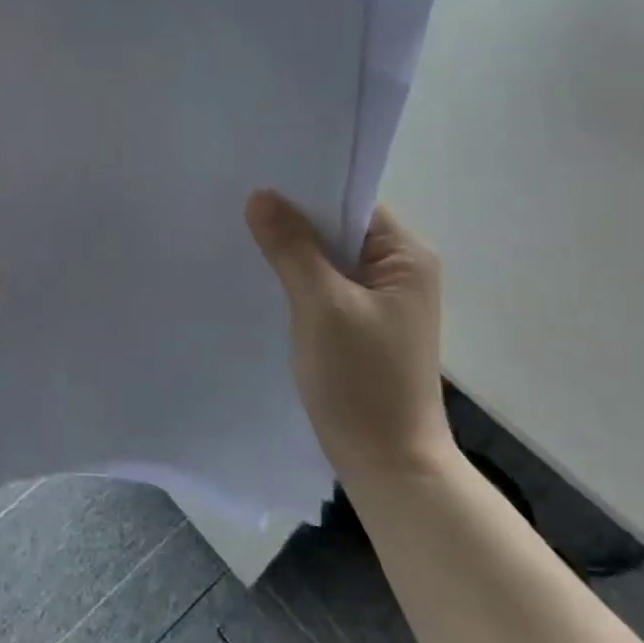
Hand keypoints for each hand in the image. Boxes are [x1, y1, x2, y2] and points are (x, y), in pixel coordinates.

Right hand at [247, 191, 451, 479]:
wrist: (387, 465)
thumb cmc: (362, 380)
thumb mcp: (322, 305)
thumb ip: (292, 247)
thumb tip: (261, 195)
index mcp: (405, 257)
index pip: (352, 201)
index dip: (306, 189)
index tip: (257, 177)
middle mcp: (397, 271)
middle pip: (337, 228)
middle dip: (292, 219)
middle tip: (238, 201)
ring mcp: (379, 301)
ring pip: (327, 258)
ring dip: (291, 251)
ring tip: (240, 231)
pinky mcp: (359, 326)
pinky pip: (323, 286)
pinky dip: (296, 279)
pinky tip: (260, 275)